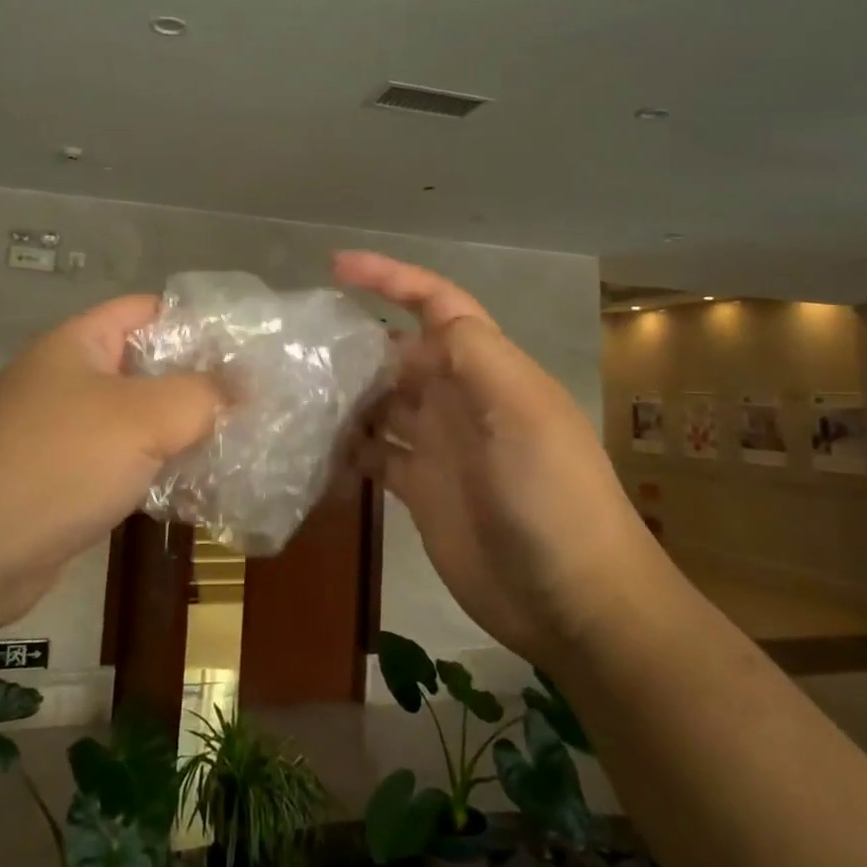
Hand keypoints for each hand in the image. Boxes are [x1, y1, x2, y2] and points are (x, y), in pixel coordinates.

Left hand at [0, 295, 221, 628]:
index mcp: (79, 343)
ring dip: (183, 430)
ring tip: (241, 440)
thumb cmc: (58, 462)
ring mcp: (65, 431)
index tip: (248, 346)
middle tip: (256, 398)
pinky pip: (124, 462)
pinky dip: (159, 468)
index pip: (148, 310)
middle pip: (148, 366)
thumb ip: (202, 395)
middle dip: (199, 382)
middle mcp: (69, 379)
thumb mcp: (143, 417)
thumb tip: (244, 387)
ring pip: (139, 419)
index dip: (198, 321)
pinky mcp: (66, 480)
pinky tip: (200, 486)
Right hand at [336, 251, 650, 664]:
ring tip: (293, 393)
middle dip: (356, 343)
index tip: (336, 266)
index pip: (436, 304)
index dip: (391, 278)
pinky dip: (348, 449)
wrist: (573, 599)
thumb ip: (474, 353)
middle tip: (297, 346)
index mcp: (486, 368)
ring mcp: (439, 445)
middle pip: (399, 354)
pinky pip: (376, 455)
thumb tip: (420, 326)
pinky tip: (312, 448)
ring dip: (345, 395)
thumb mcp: (522, 409)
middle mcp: (459, 398)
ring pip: (382, 403)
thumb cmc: (551, 493)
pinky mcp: (422, 489)